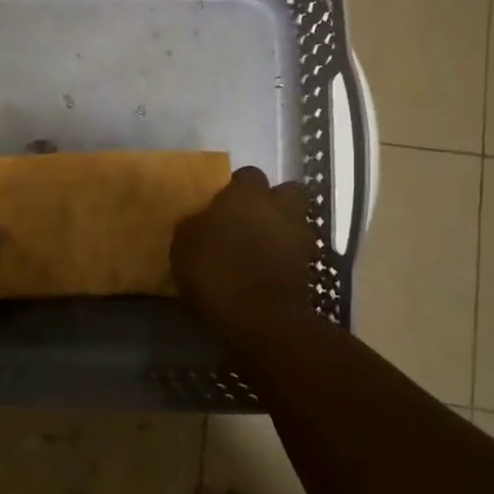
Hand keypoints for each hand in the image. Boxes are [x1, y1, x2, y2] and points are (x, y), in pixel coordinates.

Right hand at [171, 167, 314, 340]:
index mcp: (247, 194)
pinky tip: (267, 270)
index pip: (248, 175)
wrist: (261, 318)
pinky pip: (297, 252)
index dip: (236, 188)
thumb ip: (194, 225)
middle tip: (249, 219)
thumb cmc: (216, 271)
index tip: (222, 205)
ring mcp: (299, 236)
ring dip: (281, 230)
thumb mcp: (183, 245)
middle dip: (272, 202)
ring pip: (295, 221)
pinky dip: (285, 257)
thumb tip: (201, 220)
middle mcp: (279, 207)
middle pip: (286, 192)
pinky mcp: (309, 266)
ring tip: (259, 248)